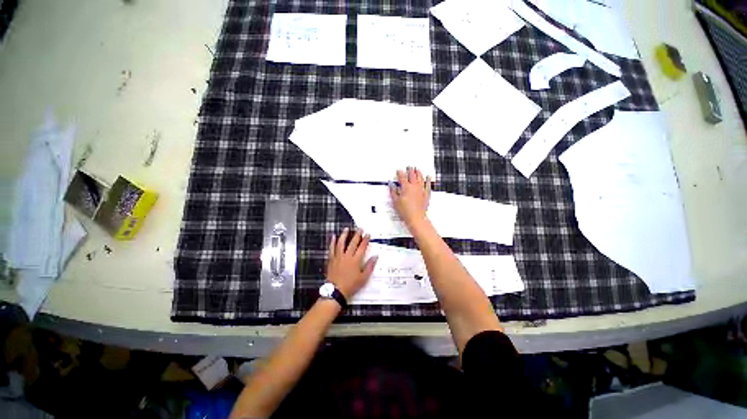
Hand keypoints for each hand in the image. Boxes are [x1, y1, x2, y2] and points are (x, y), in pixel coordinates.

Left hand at [326, 228, 377, 299]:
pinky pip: (332, 248)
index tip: (368, 234)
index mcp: (356, 260)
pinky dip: (332, 242)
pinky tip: (333, 237)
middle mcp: (347, 256)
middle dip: (357, 235)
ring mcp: (338, 257)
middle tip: (360, 229)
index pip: (362, 247)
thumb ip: (370, 266)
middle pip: (353, 243)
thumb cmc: (351, 285)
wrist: (336, 291)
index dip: (365, 240)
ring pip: (341, 243)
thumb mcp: (364, 278)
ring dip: (344, 235)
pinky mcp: (332, 259)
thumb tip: (375, 256)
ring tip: (346, 229)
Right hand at [390, 167, 431, 228]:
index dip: (399, 173)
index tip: (398, 171)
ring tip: (417, 169)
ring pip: (420, 177)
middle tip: (408, 167)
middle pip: (412, 175)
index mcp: (406, 187)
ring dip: (418, 172)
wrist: (416, 218)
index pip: (402, 177)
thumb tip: (391, 185)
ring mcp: (421, 190)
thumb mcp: (395, 201)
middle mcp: (414, 186)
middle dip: (409, 170)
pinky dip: (427, 180)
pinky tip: (428, 177)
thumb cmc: (406, 211)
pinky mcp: (426, 194)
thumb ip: (393, 191)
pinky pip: (428, 184)